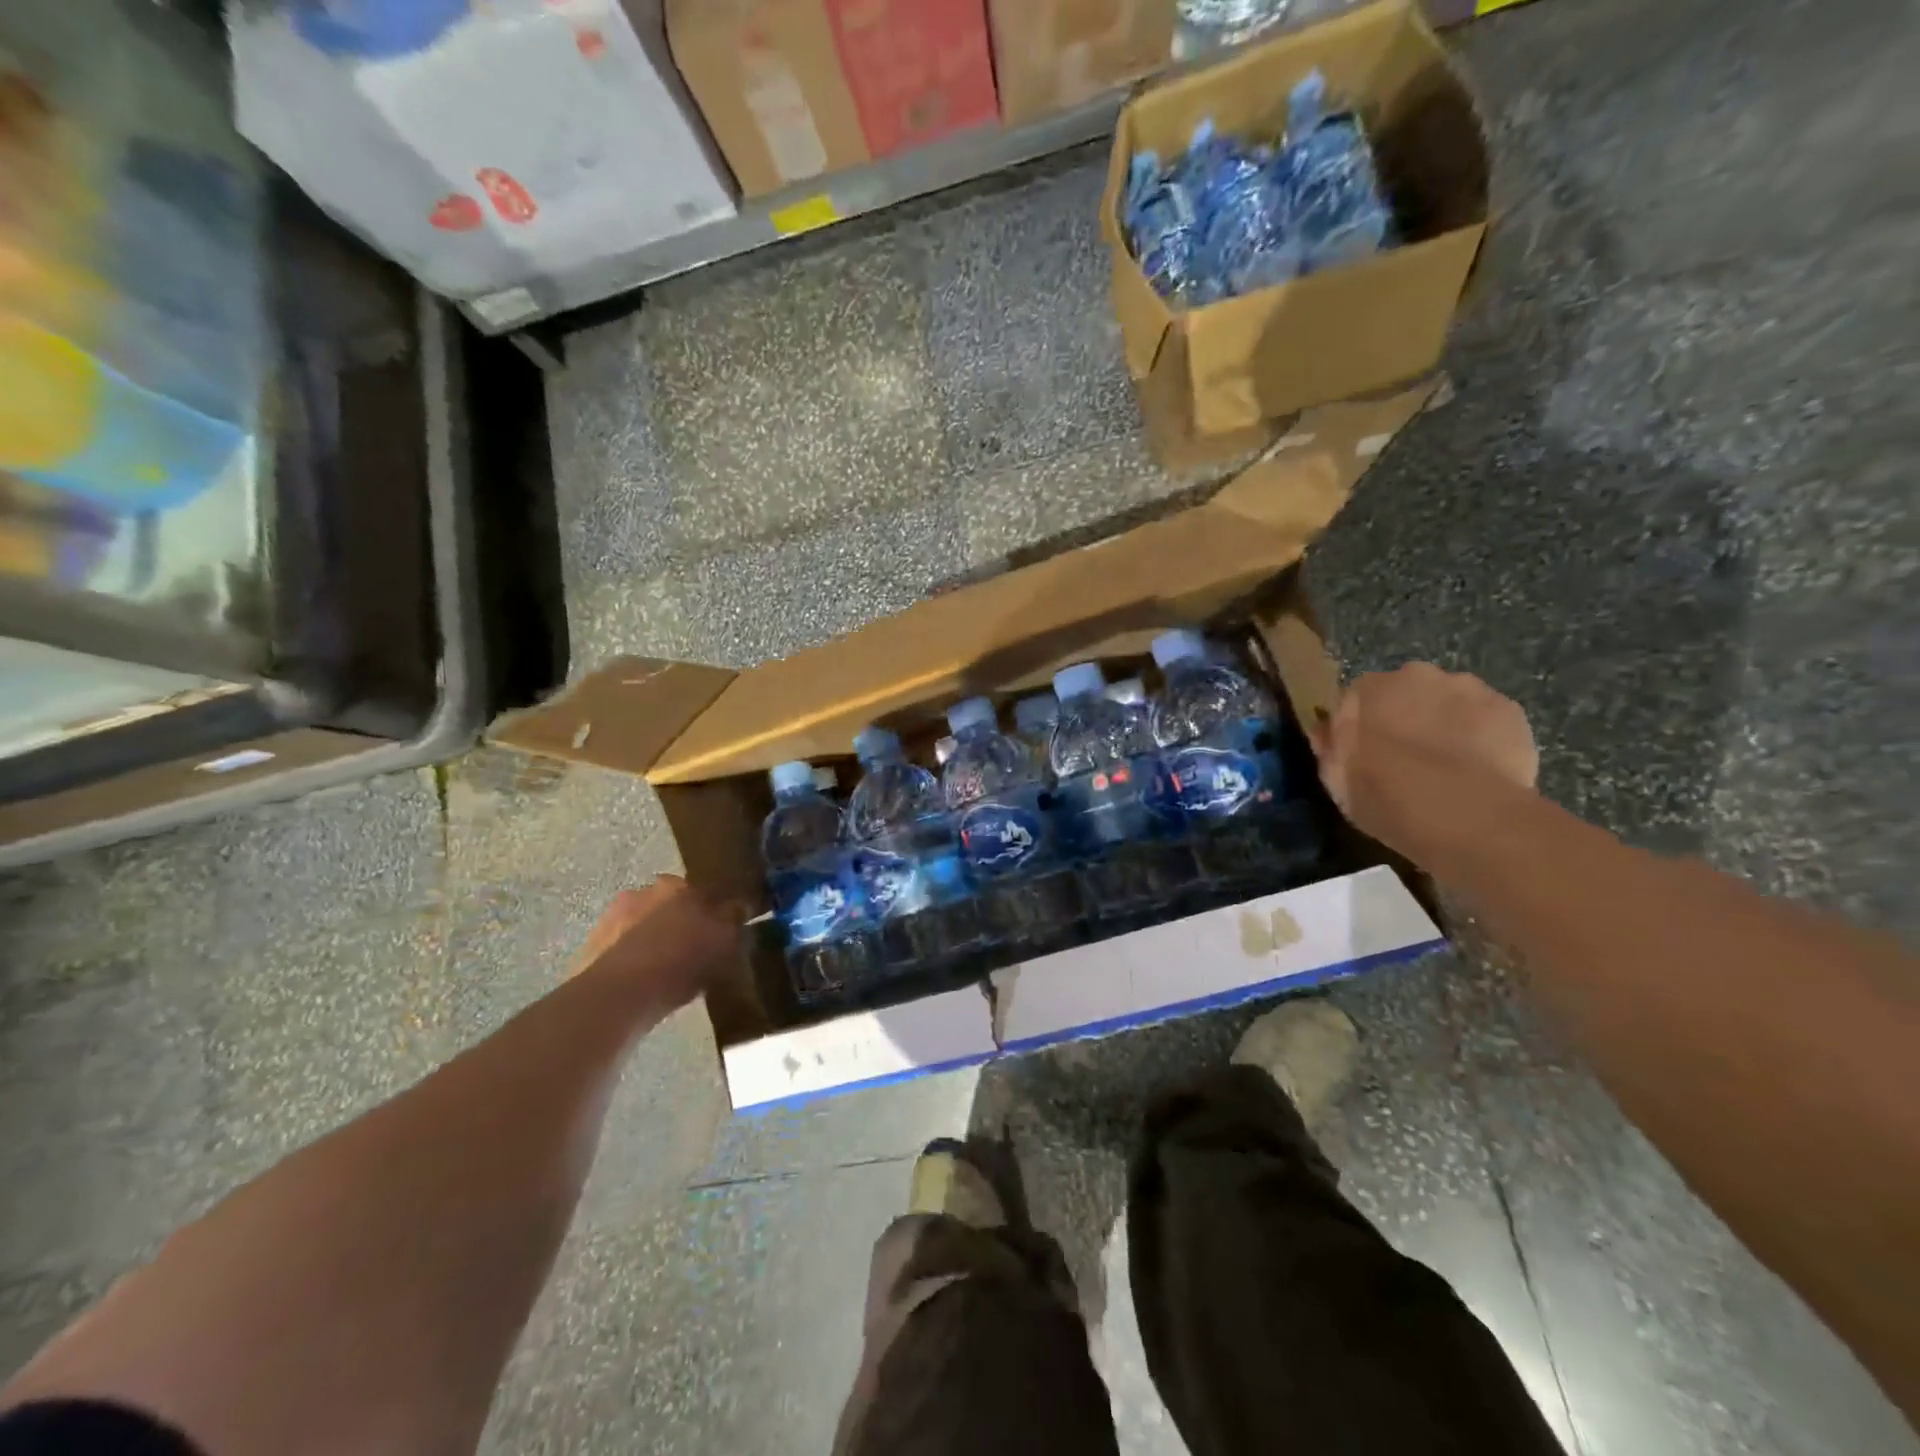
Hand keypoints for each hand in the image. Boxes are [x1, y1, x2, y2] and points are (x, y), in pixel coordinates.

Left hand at [571, 876, 738, 1008]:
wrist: (620, 994)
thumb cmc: (681, 961)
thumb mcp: (724, 941)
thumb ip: (734, 919)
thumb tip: (740, 906)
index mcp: (676, 885)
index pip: (702, 891)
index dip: (713, 910)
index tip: (720, 930)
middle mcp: (642, 892)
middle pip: (668, 905)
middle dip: (679, 922)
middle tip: (693, 950)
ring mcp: (611, 918)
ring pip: (642, 926)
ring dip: (652, 940)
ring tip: (666, 972)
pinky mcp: (590, 947)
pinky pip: (621, 950)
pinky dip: (632, 961)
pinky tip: (643, 984)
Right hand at [1312, 663, 1537, 860]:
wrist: (1459, 812)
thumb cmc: (1382, 795)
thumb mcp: (1336, 780)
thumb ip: (1331, 748)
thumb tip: (1327, 731)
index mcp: (1366, 689)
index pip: (1357, 699)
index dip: (1363, 726)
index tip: (1367, 753)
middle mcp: (1415, 675)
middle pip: (1409, 692)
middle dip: (1408, 717)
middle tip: (1410, 759)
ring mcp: (1468, 688)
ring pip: (1452, 703)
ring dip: (1448, 724)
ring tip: (1451, 768)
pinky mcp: (1510, 709)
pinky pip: (1490, 720)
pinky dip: (1485, 738)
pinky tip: (1481, 771)